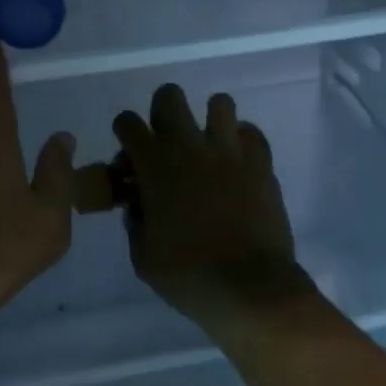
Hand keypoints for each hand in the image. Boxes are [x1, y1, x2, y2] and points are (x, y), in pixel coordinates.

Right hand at [112, 84, 310, 339]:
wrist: (250, 289)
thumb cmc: (188, 275)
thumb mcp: (143, 256)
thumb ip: (135, 220)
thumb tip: (139, 203)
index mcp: (154, 165)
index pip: (128, 123)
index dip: (125, 134)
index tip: (131, 157)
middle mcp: (189, 146)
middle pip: (169, 96)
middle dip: (163, 111)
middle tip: (169, 141)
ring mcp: (228, 150)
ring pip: (219, 103)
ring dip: (210, 120)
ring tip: (211, 147)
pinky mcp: (260, 162)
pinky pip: (251, 133)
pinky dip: (243, 142)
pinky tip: (239, 163)